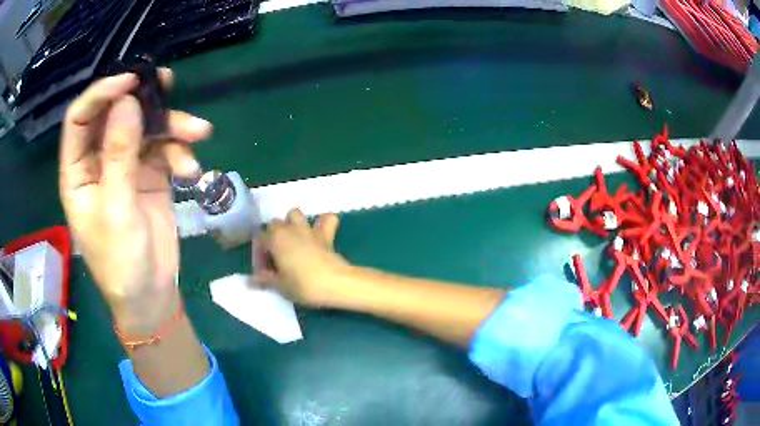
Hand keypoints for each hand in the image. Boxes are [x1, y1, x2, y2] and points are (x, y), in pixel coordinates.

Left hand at [59, 70, 211, 332]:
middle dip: (141, 99)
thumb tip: (129, 101)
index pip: (80, 119)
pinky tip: (191, 171)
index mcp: (78, 171)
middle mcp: (99, 161)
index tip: (130, 81)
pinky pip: (165, 149)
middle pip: (116, 114)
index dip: (101, 94)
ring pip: (145, 127)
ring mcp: (126, 166)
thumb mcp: (116, 209)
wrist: (151, 294)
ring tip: (198, 132)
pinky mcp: (150, 174)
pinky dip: (180, 153)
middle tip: (167, 83)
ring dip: (172, 126)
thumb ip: (119, 154)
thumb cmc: (121, 261)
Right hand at [254, 209, 349, 306]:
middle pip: (274, 223)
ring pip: (295, 213)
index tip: (264, 272)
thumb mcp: (280, 286)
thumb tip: (251, 280)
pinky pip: (327, 219)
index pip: (259, 240)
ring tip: (293, 240)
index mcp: (275, 239)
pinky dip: (323, 222)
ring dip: (292, 223)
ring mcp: (308, 229)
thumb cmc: (303, 285)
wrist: (335, 283)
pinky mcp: (326, 234)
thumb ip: (265, 280)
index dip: (259, 255)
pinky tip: (320, 233)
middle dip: (272, 236)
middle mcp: (290, 229)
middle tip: (276, 257)